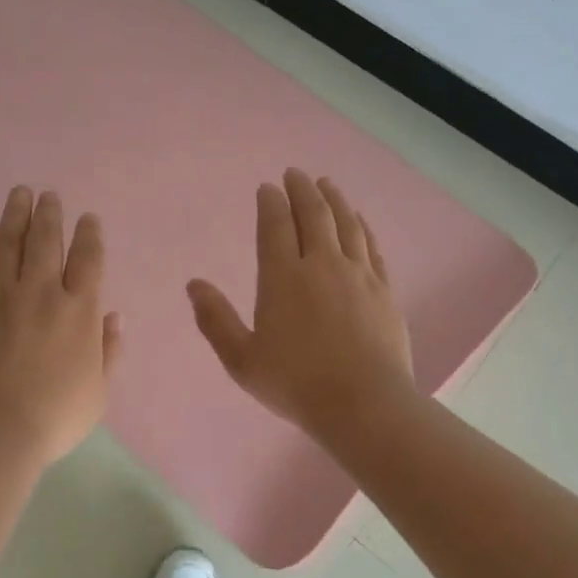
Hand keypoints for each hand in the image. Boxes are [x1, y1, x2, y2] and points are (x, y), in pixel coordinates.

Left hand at [0, 186, 121, 466]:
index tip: (87, 218)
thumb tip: (115, 317)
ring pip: (9, 243)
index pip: (88, 259)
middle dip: (50, 213)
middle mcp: (41, 292)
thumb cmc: (54, 416)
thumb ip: (109, 350)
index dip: (89, 234)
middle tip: (48, 195)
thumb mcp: (98, 391)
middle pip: (46, 240)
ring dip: (15, 214)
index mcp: (79, 311)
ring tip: (19, 194)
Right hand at [188, 168, 414, 442]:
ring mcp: (358, 274)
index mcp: (282, 278)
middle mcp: (321, 265)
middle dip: (302, 190)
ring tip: (326, 184)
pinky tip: (358, 220)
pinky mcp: (384, 289)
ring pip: (346, 223)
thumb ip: (216, 320)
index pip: (275, 226)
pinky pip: (371, 246)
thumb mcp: (242, 359)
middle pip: (313, 215)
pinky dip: (362, 226)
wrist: (363, 404)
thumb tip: (193, 284)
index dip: (270, 202)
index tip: (267, 187)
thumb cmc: (295, 384)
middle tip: (295, 174)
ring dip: (334, 199)